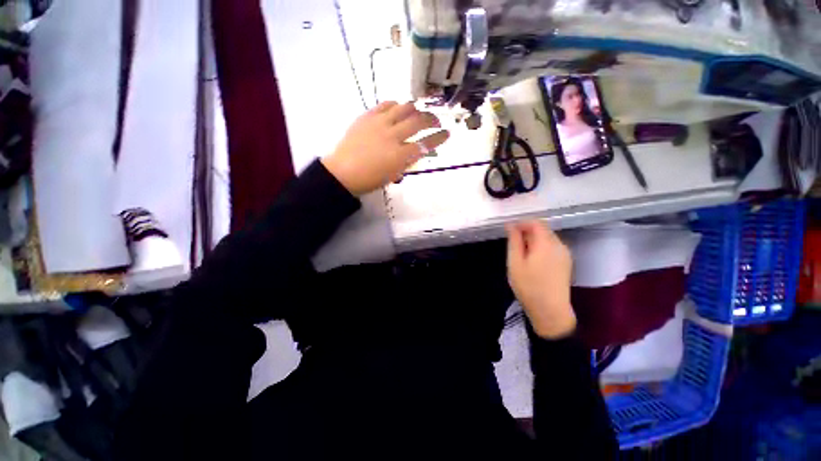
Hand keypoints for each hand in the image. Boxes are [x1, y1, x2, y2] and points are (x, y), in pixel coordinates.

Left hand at [321, 101, 449, 195]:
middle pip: (418, 121)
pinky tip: (399, 109)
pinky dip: (397, 105)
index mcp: (399, 156)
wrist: (343, 172)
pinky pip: (386, 104)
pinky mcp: (368, 116)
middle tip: (436, 121)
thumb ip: (408, 161)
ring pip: (404, 108)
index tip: (447, 133)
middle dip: (432, 119)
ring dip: (416, 109)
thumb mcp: (393, 175)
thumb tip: (419, 149)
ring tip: (418, 113)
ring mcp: (379, 123)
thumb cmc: (369, 179)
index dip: (439, 137)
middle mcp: (392, 136)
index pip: (426, 143)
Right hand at [506, 220, 575, 338]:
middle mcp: (559, 245)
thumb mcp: (515, 262)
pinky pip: (552, 246)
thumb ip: (514, 241)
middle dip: (527, 231)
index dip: (521, 223)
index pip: (536, 222)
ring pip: (548, 237)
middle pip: (543, 229)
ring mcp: (565, 254)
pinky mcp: (566, 262)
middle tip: (514, 245)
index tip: (509, 231)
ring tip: (522, 254)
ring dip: (534, 239)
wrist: (551, 311)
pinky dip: (541, 247)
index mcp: (546, 243)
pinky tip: (533, 260)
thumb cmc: (528, 286)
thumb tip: (511, 225)